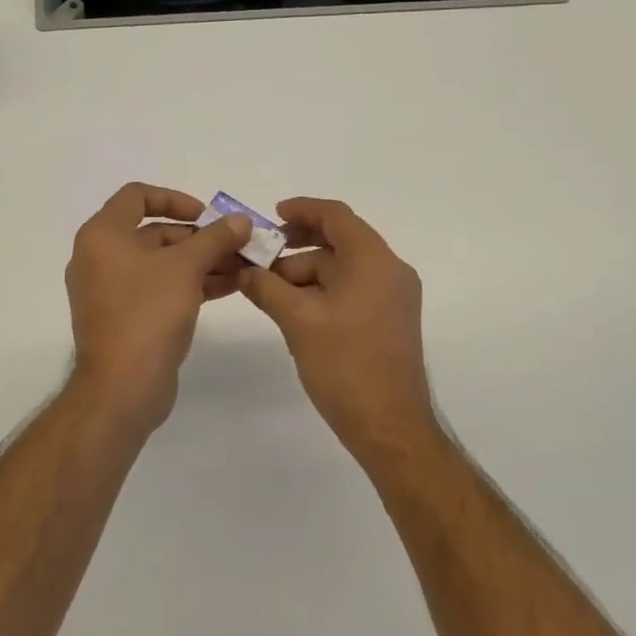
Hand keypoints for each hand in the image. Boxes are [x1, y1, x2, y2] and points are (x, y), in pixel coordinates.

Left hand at [65, 183, 252, 431]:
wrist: (122, 387)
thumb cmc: (148, 312)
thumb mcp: (187, 267)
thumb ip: (215, 238)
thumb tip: (242, 220)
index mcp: (103, 236)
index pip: (137, 196)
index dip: (175, 199)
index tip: (207, 216)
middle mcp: (101, 258)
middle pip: (154, 232)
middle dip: (199, 237)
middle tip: (236, 245)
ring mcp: (112, 290)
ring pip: (161, 263)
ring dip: (201, 262)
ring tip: (242, 267)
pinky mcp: (125, 318)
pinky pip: (159, 289)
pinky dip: (190, 284)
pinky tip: (229, 287)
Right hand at [237, 198, 436, 462]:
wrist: (390, 426)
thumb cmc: (345, 365)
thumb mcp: (298, 321)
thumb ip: (267, 287)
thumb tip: (243, 270)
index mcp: (373, 260)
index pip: (336, 216)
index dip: (302, 209)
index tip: (271, 216)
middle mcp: (390, 270)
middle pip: (339, 242)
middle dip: (296, 248)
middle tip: (259, 261)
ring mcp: (393, 296)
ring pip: (343, 269)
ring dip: (306, 274)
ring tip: (268, 292)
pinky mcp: (390, 319)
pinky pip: (353, 290)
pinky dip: (323, 291)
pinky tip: (293, 309)